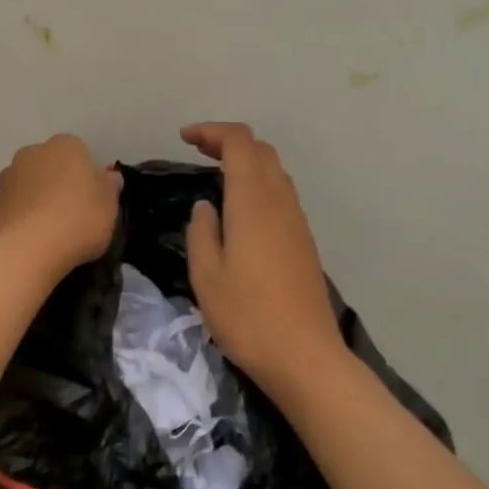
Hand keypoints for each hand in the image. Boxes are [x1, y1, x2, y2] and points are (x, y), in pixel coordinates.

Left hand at [0, 134, 121, 272]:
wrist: (27, 249)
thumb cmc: (78, 219)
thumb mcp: (110, 205)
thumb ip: (109, 187)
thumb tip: (108, 177)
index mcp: (64, 146)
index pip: (79, 152)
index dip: (86, 176)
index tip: (92, 200)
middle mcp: (31, 154)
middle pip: (48, 166)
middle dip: (57, 184)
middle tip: (71, 214)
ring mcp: (5, 180)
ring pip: (26, 187)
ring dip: (35, 201)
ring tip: (48, 233)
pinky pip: (10, 210)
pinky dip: (18, 221)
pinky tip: (28, 243)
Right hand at [181, 122, 343, 398]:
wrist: (304, 356)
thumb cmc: (247, 316)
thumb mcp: (206, 276)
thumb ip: (202, 232)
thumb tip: (206, 206)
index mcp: (253, 202)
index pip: (239, 143)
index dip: (212, 131)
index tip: (184, 138)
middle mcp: (280, 202)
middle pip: (260, 151)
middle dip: (228, 142)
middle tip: (197, 152)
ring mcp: (297, 221)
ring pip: (275, 171)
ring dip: (246, 163)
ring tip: (215, 176)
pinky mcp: (304, 241)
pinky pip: (281, 194)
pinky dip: (258, 184)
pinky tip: (241, 210)